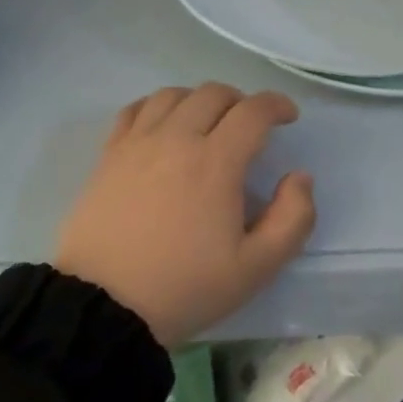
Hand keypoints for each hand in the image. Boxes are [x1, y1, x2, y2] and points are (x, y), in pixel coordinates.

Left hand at [53, 84, 316, 346]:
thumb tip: (300, 177)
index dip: (277, 105)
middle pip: (214, 93)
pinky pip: (136, 109)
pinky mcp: (109, 154)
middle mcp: (177, 138)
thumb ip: (292, 219)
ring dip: (200, 100)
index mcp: (216, 162)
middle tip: (250, 126)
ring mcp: (139, 143)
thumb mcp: (255, 268)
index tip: (288, 116)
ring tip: (207, 122)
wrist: (103, 308)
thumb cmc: (184, 287)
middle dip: (241, 101)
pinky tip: (164, 125)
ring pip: (174, 94)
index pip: (253, 110)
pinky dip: (158, 106)